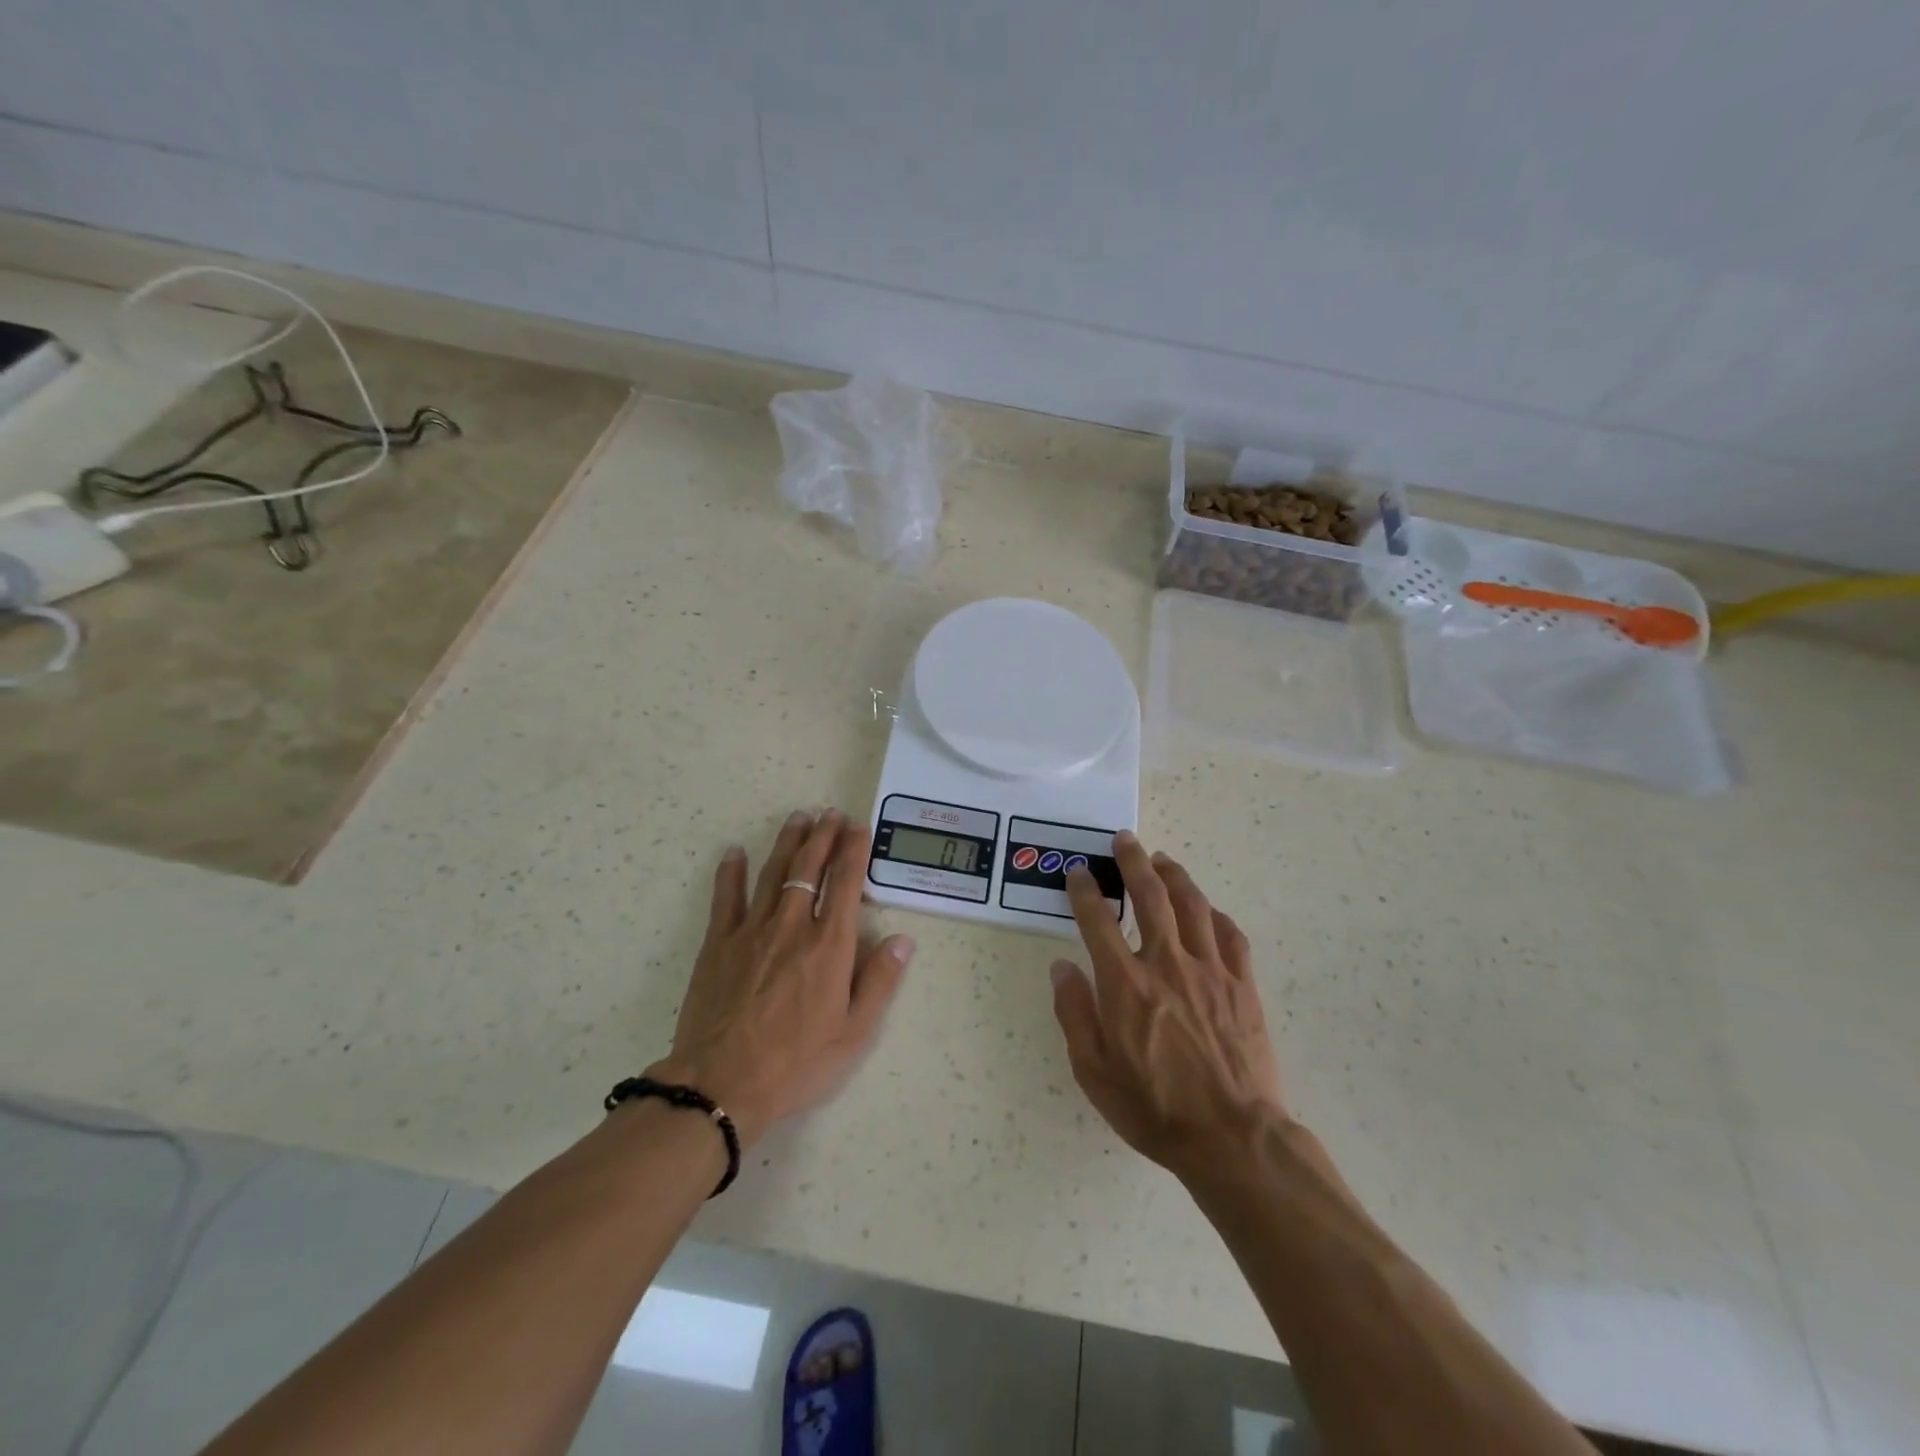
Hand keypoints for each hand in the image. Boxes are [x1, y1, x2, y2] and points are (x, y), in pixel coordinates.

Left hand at [651, 809, 913, 1148]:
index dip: (854, 851)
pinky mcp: (718, 943)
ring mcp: (751, 930)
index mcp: (829, 945)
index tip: (859, 827)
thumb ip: (880, 981)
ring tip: (798, 817)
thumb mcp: (853, 1034)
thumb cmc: (796, 1063)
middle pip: (809, 867)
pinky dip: (731, 872)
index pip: (846, 883)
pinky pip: (726, 898)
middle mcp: (793, 925)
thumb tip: (902, 939)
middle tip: (831, 813)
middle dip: (823, 836)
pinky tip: (735, 852)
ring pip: (773, 872)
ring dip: (788, 842)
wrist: (721, 1084)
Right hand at [1051, 832, 1288, 1179]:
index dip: (1085, 890)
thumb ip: (1074, 1013)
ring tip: (1163, 860)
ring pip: (1193, 905)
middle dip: (1134, 862)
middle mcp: (1167, 964)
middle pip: (1150, 896)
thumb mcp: (1094, 1071)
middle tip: (1125, 840)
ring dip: (1175, 876)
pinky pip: (1230, 936)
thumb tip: (1062, 968)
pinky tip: (1207, 911)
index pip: (1097, 920)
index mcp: (1125, 983)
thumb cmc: (1154, 1108)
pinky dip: (1215, 915)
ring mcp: (1210, 970)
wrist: (1232, 1138)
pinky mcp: (1243, 985)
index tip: (1080, 873)